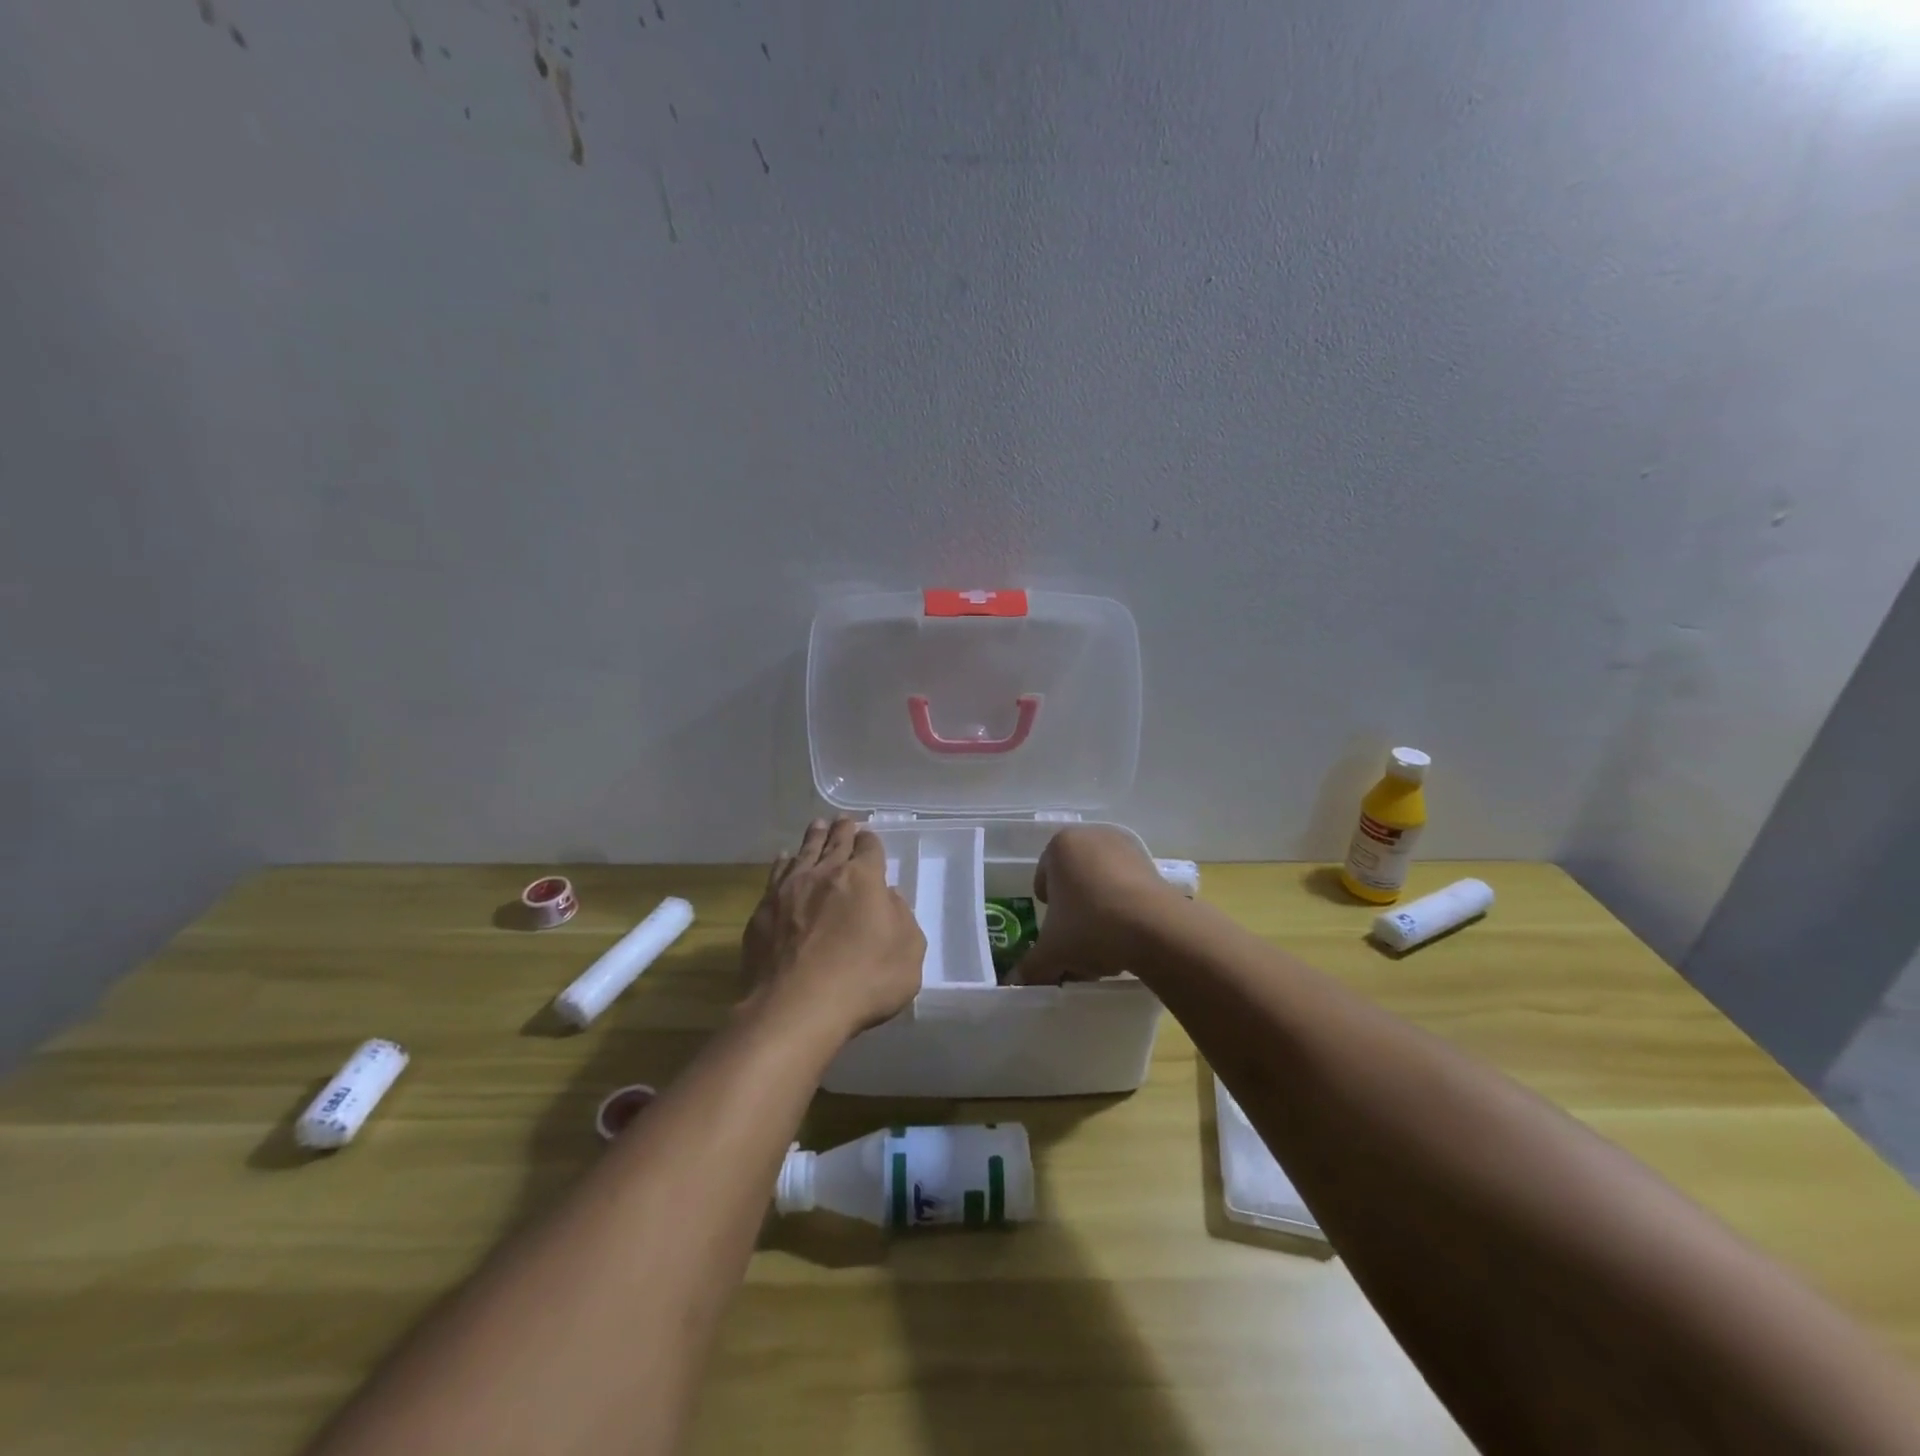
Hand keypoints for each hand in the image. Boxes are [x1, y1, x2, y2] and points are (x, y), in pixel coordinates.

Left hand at [742, 817, 924, 1039]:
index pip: (870, 847)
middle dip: (842, 830)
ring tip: (816, 826)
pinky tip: (783, 859)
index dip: (871, 841)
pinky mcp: (763, 910)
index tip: (869, 837)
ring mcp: (789, 889)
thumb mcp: (908, 953)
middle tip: (843, 821)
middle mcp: (825, 874)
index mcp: (864, 879)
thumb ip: (902, 918)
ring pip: (803, 852)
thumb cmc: (863, 981)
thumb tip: (888, 897)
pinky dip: (783, 862)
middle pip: (835, 842)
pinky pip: (776, 875)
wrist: (796, 1007)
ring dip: (813, 837)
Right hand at [1015, 826, 1181, 984]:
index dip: (1047, 909)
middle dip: (1073, 911)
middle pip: (1073, 880)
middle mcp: (1092, 837)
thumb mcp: (1052, 952)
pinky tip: (1127, 940)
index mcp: (1060, 846)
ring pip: (1101, 885)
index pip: (1043, 878)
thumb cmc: (1090, 926)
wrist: (1156, 929)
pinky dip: (1124, 910)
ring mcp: (1126, 849)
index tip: (1054, 932)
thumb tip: (1015, 981)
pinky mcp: (1153, 865)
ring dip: (1099, 912)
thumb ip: (1030, 966)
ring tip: (1103, 947)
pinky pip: (1128, 889)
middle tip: (1076, 942)